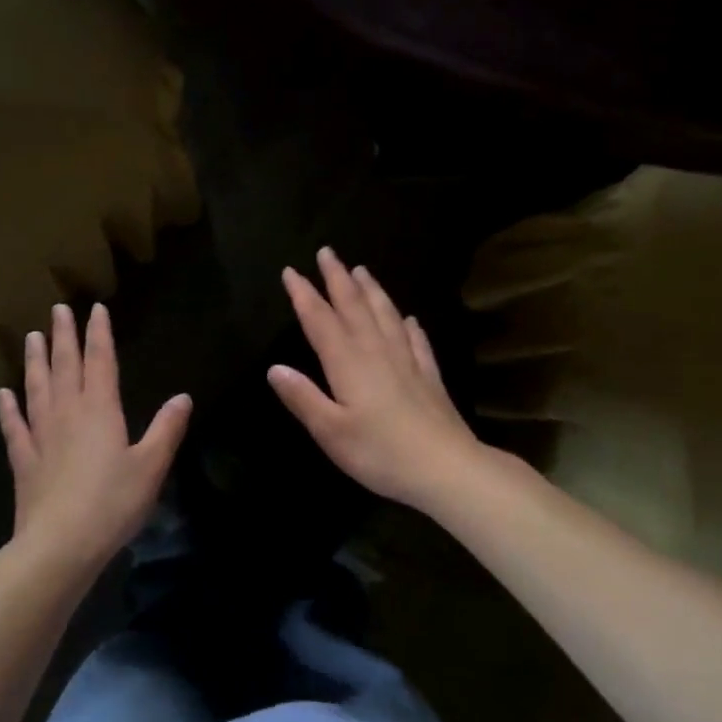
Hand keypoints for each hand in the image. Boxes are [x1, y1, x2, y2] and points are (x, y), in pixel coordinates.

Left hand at [0, 302, 191, 575]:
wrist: (60, 546)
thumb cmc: (112, 503)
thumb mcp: (151, 467)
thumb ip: (166, 429)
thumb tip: (183, 397)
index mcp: (100, 410)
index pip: (100, 361)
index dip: (99, 334)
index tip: (95, 309)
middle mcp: (68, 413)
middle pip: (65, 366)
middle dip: (64, 336)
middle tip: (58, 309)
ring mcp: (41, 436)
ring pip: (37, 388)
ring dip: (35, 361)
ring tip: (32, 337)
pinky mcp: (24, 460)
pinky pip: (15, 426)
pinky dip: (9, 408)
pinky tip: (4, 394)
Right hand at [268, 249, 489, 512]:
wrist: (447, 469)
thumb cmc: (381, 453)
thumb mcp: (331, 432)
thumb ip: (303, 398)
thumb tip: (274, 368)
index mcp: (348, 363)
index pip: (321, 320)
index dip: (304, 294)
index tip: (291, 271)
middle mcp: (377, 352)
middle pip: (355, 306)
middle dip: (338, 278)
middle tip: (328, 252)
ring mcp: (407, 362)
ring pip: (386, 315)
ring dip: (372, 291)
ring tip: (362, 270)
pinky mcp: (429, 377)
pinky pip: (417, 341)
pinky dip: (410, 326)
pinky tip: (410, 319)